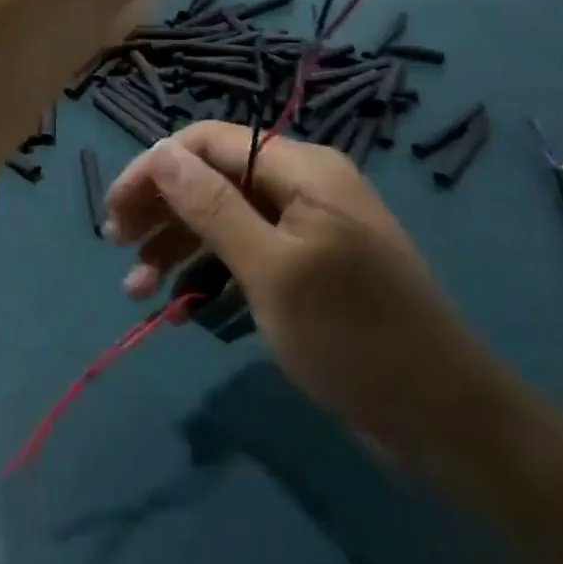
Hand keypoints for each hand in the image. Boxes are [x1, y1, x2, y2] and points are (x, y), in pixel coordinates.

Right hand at [104, 123, 528, 478]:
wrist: (447, 421)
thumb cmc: (355, 338)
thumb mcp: (272, 272)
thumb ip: (212, 208)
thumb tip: (161, 153)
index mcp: (301, 169)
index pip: (208, 143)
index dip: (155, 169)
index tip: (115, 212)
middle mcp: (302, 185)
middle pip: (212, 177)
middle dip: (161, 209)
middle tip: (116, 247)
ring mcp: (305, 227)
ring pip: (222, 217)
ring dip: (177, 246)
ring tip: (135, 289)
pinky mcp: (306, 265)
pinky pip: (244, 251)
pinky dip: (208, 271)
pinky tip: (178, 303)